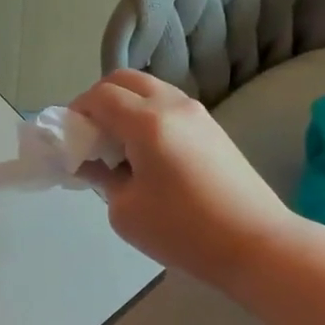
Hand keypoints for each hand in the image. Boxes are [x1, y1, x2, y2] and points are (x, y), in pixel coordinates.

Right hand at [70, 70, 293, 291]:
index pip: (100, 96)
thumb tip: (95, 162)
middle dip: (98, 101)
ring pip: (149, 90)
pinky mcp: (213, 129)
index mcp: (147, 121)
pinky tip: (146, 155)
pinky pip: (169, 107)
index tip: (68, 140)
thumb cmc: (183, 231)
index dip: (76, 112)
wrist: (257, 243)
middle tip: (89, 137)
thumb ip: (102, 178)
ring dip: (125, 107)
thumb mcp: (125, 211)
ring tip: (117, 149)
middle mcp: (173, 105)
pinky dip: (147, 117)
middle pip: (125, 80)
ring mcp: (198, 113)